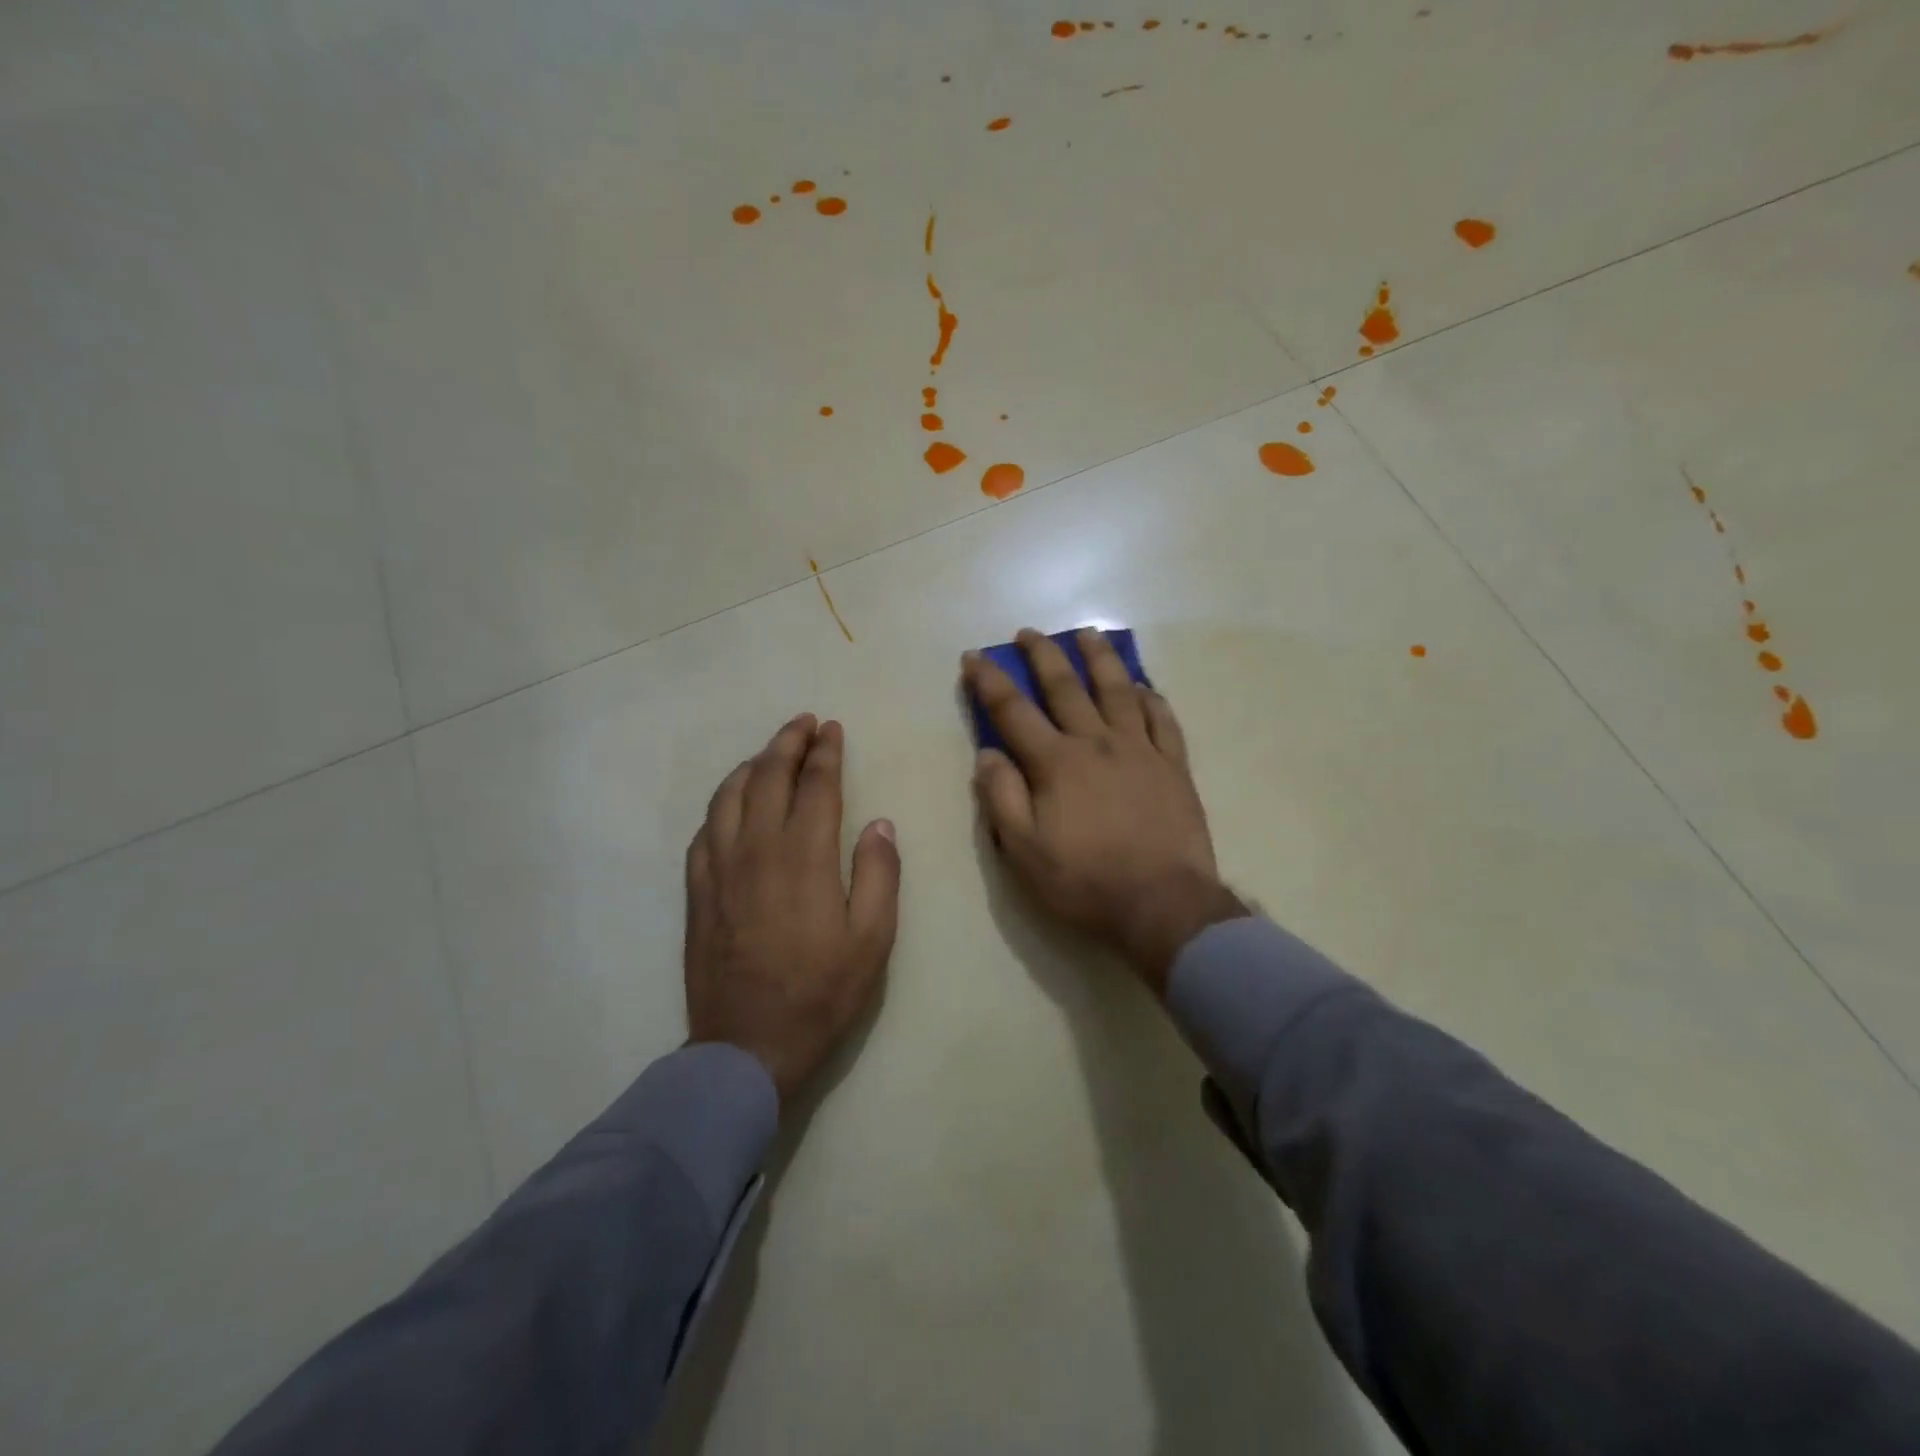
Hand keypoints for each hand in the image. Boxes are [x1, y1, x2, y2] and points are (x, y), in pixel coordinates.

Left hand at [684, 715, 900, 1104]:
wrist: (748, 1046)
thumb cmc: (821, 993)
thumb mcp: (872, 939)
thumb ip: (879, 873)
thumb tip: (878, 823)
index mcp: (804, 856)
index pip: (815, 785)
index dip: (825, 752)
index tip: (832, 729)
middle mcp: (757, 849)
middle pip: (768, 777)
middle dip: (787, 743)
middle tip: (804, 724)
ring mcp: (720, 868)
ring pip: (730, 796)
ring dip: (752, 765)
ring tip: (770, 754)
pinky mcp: (697, 891)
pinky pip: (705, 830)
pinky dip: (722, 804)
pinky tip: (733, 804)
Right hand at [963, 630, 1245, 991]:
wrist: (1163, 904)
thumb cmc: (1085, 881)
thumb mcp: (1024, 851)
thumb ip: (1001, 798)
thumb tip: (987, 754)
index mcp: (1056, 763)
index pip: (1014, 711)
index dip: (990, 681)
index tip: (974, 658)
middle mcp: (1097, 743)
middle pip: (1066, 687)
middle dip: (1042, 655)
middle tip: (1028, 633)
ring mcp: (1140, 750)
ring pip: (1118, 690)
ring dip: (1099, 658)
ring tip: (1088, 634)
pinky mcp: (1174, 766)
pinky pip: (1163, 719)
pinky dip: (1150, 698)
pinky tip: (1142, 687)